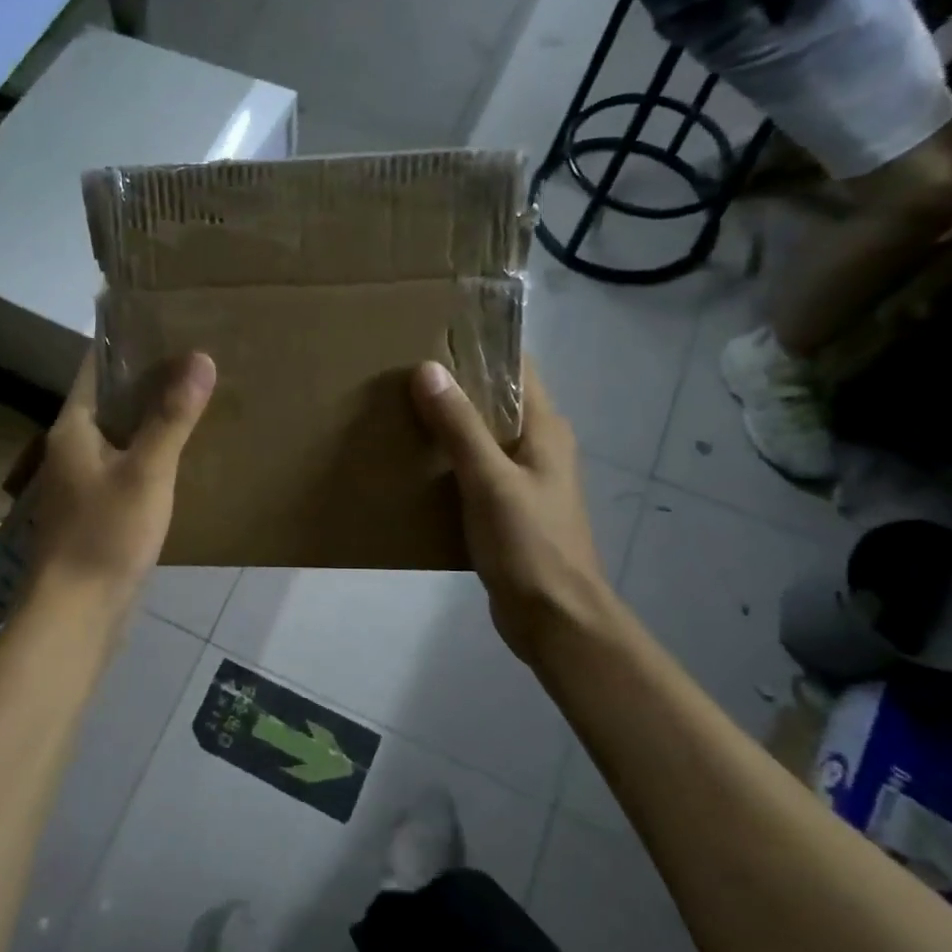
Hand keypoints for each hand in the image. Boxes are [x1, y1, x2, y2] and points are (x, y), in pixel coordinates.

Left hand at [25, 351, 215, 616]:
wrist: (79, 612)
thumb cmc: (106, 534)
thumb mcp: (146, 471)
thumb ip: (172, 416)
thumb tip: (200, 357)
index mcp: (73, 428)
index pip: (95, 368)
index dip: (125, 343)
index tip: (164, 324)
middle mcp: (70, 448)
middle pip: (108, 400)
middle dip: (146, 379)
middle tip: (194, 359)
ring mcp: (81, 482)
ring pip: (118, 435)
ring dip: (149, 417)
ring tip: (194, 398)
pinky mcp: (96, 510)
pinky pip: (124, 466)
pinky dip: (148, 452)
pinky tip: (180, 455)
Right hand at [413, 361, 618, 664]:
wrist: (553, 619)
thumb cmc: (529, 545)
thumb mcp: (490, 481)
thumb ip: (460, 427)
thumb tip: (428, 369)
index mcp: (545, 429)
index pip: (517, 367)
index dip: (480, 346)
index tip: (432, 332)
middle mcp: (538, 446)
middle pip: (495, 400)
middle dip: (454, 384)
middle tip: (401, 370)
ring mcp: (523, 479)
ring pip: (481, 436)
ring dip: (447, 423)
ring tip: (398, 409)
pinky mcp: (507, 507)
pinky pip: (473, 469)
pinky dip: (447, 460)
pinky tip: (412, 462)